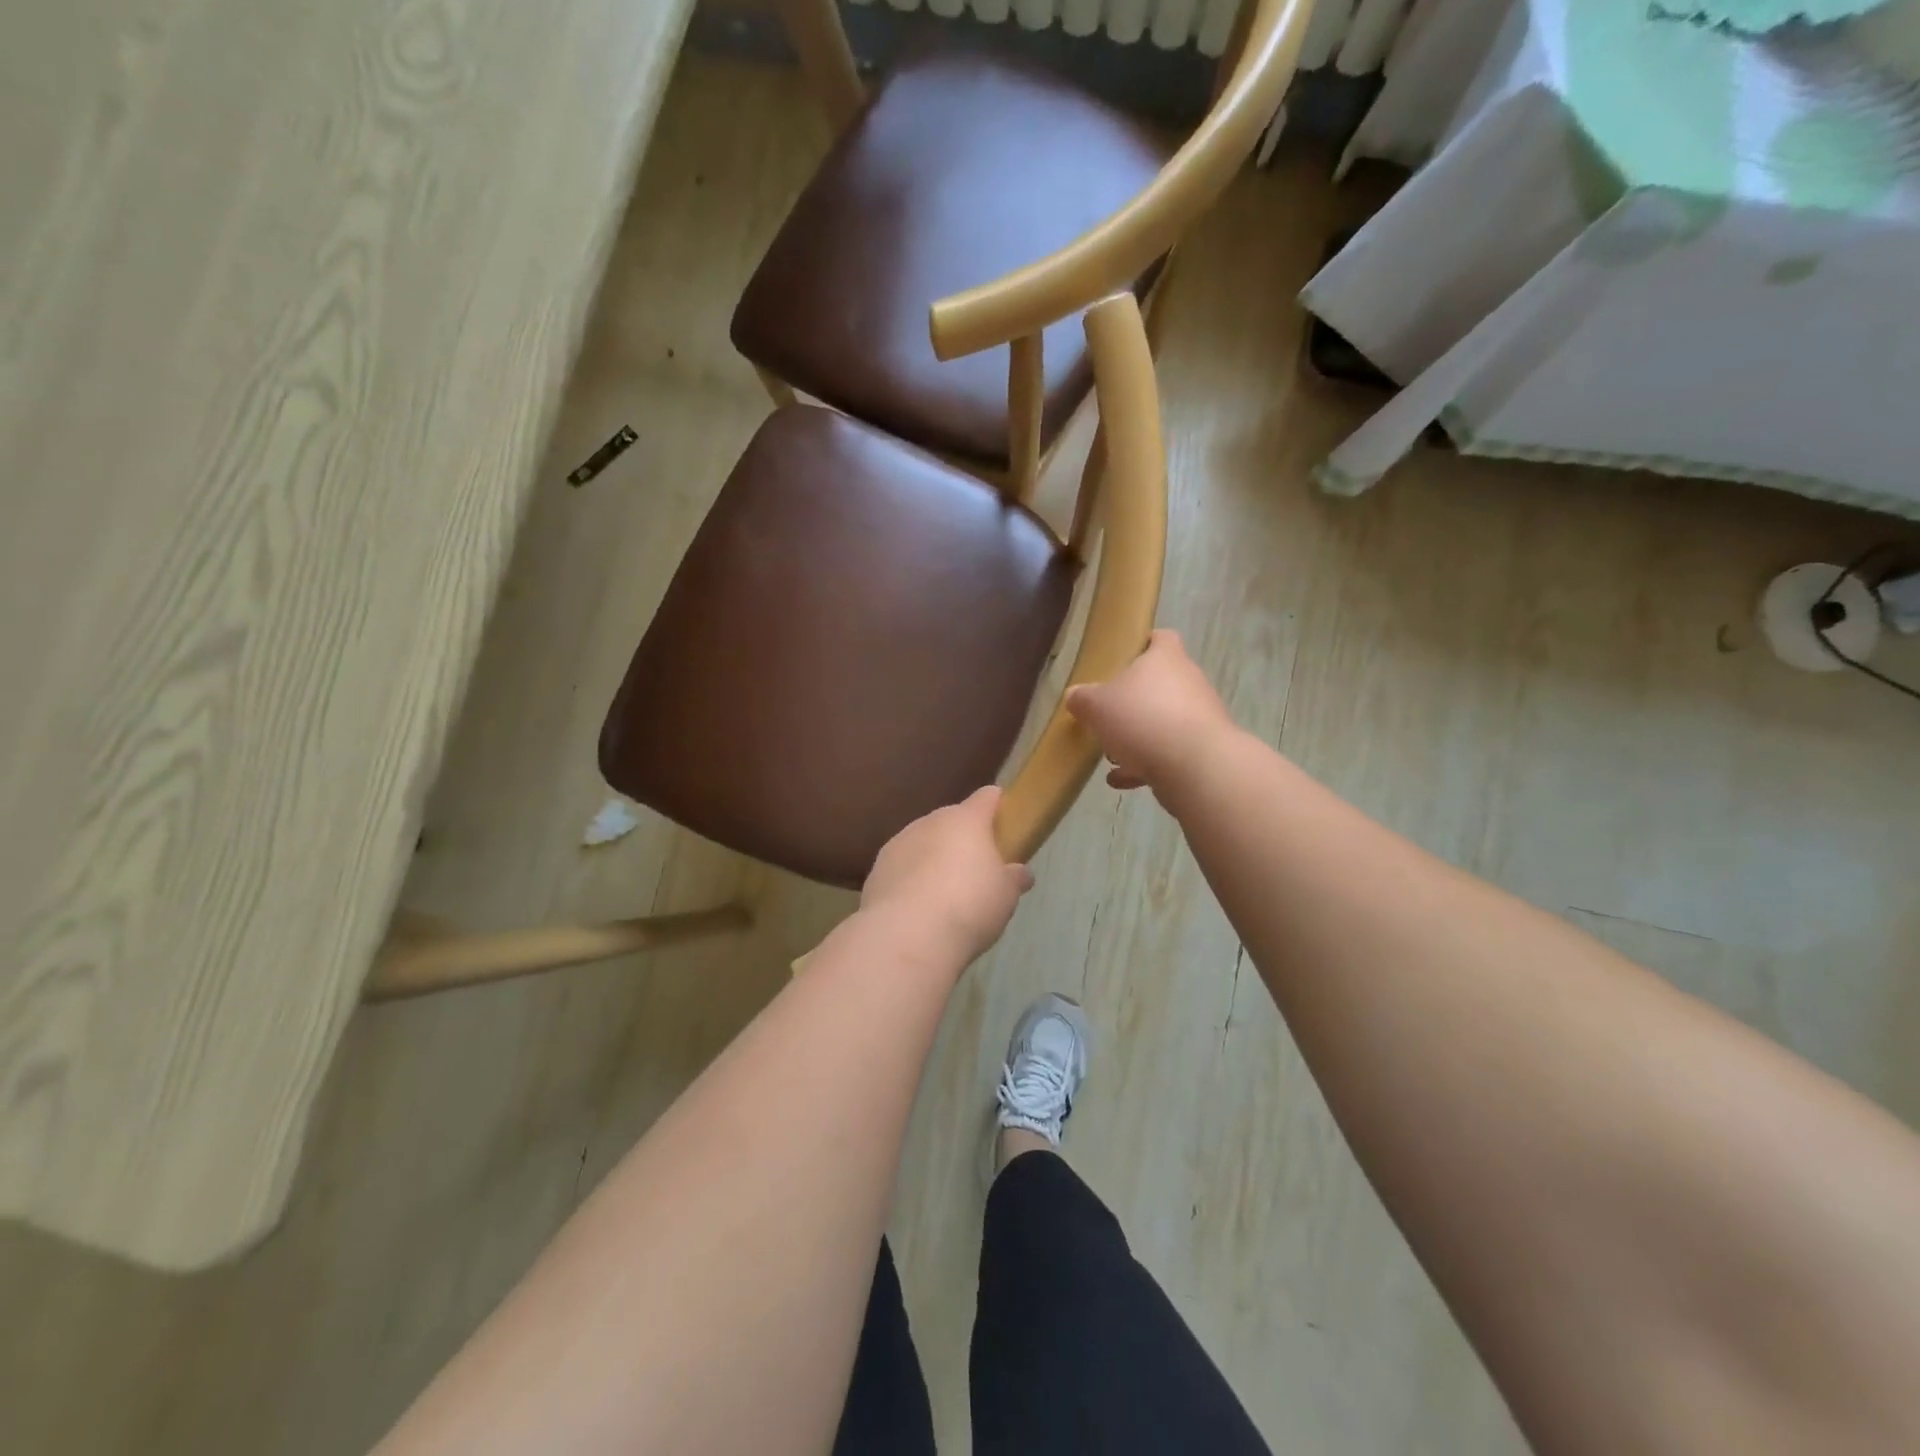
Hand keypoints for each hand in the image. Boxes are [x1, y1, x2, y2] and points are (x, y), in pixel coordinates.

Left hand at [861, 786, 1033, 964]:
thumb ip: (1013, 879)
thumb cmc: (969, 906)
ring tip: (944, 895)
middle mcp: (929, 822)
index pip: (987, 797)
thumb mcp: (1005, 896)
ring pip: (922, 844)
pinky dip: (911, 881)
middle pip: (951, 821)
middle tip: (976, 869)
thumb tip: (1021, 872)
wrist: (907, 935)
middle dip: (963, 839)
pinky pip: (902, 868)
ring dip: (933, 859)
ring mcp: (898, 844)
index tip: (1006, 820)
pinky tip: (918, 909)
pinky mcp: (876, 871)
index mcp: (966, 820)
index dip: (998, 805)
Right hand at [1066, 630, 1235, 791]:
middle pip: (1159, 684)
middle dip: (1133, 701)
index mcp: (1166, 658)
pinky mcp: (1203, 750)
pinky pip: (1170, 751)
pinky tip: (1122, 780)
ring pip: (1164, 721)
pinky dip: (1147, 764)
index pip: (1160, 638)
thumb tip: (1075, 696)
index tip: (1123, 660)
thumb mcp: (1097, 706)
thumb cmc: (1142, 719)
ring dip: (1139, 736)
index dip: (1143, 645)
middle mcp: (1189, 681)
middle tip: (1108, 715)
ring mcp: (1200, 717)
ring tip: (1111, 755)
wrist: (1195, 767)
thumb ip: (1082, 699)